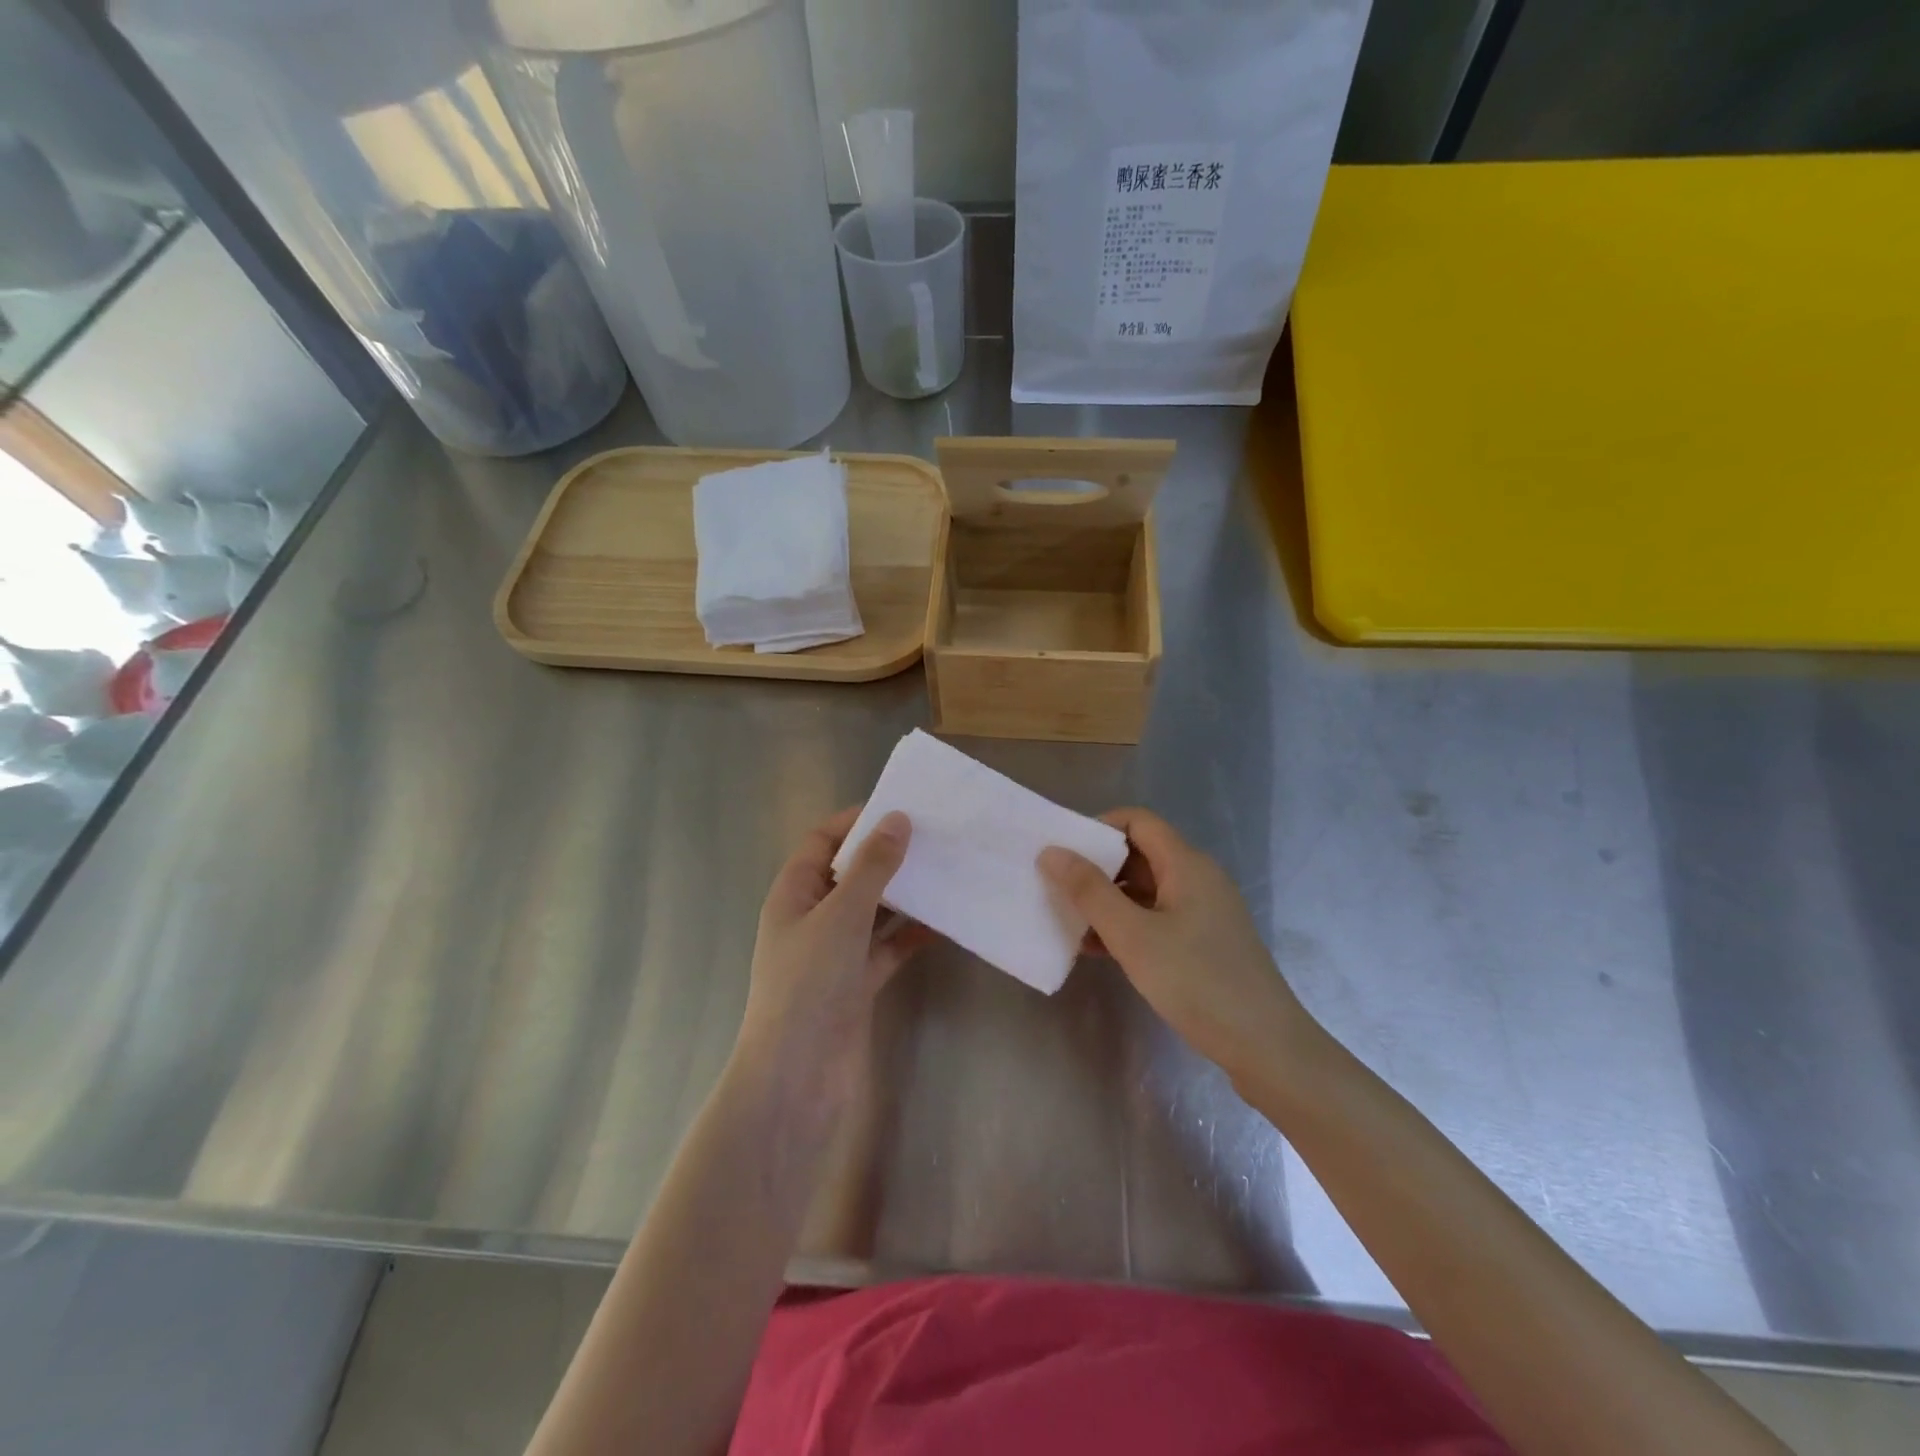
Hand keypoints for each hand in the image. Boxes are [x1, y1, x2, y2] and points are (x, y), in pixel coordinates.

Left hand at [734, 807, 929, 1107]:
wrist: (798, 1079)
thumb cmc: (809, 985)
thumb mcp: (841, 916)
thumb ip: (872, 868)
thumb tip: (897, 819)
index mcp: (794, 893)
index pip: (822, 841)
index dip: (856, 821)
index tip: (901, 808)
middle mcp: (813, 918)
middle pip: (852, 873)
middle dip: (888, 855)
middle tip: (935, 837)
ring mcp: (836, 953)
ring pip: (874, 911)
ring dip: (905, 894)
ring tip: (947, 871)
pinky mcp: (859, 983)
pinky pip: (889, 947)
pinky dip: (912, 934)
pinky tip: (946, 922)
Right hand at [1039, 808, 1309, 1083]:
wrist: (1266, 1048)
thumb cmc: (1197, 982)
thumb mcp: (1133, 936)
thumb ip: (1089, 891)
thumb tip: (1052, 852)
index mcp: (1187, 864)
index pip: (1137, 821)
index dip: (1098, 827)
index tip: (1063, 852)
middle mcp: (1198, 879)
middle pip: (1140, 853)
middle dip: (1096, 866)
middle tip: (1057, 887)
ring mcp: (1204, 912)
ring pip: (1146, 890)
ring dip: (1108, 900)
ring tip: (1068, 920)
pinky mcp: (1205, 943)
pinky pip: (1157, 918)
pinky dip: (1127, 925)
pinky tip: (1097, 949)